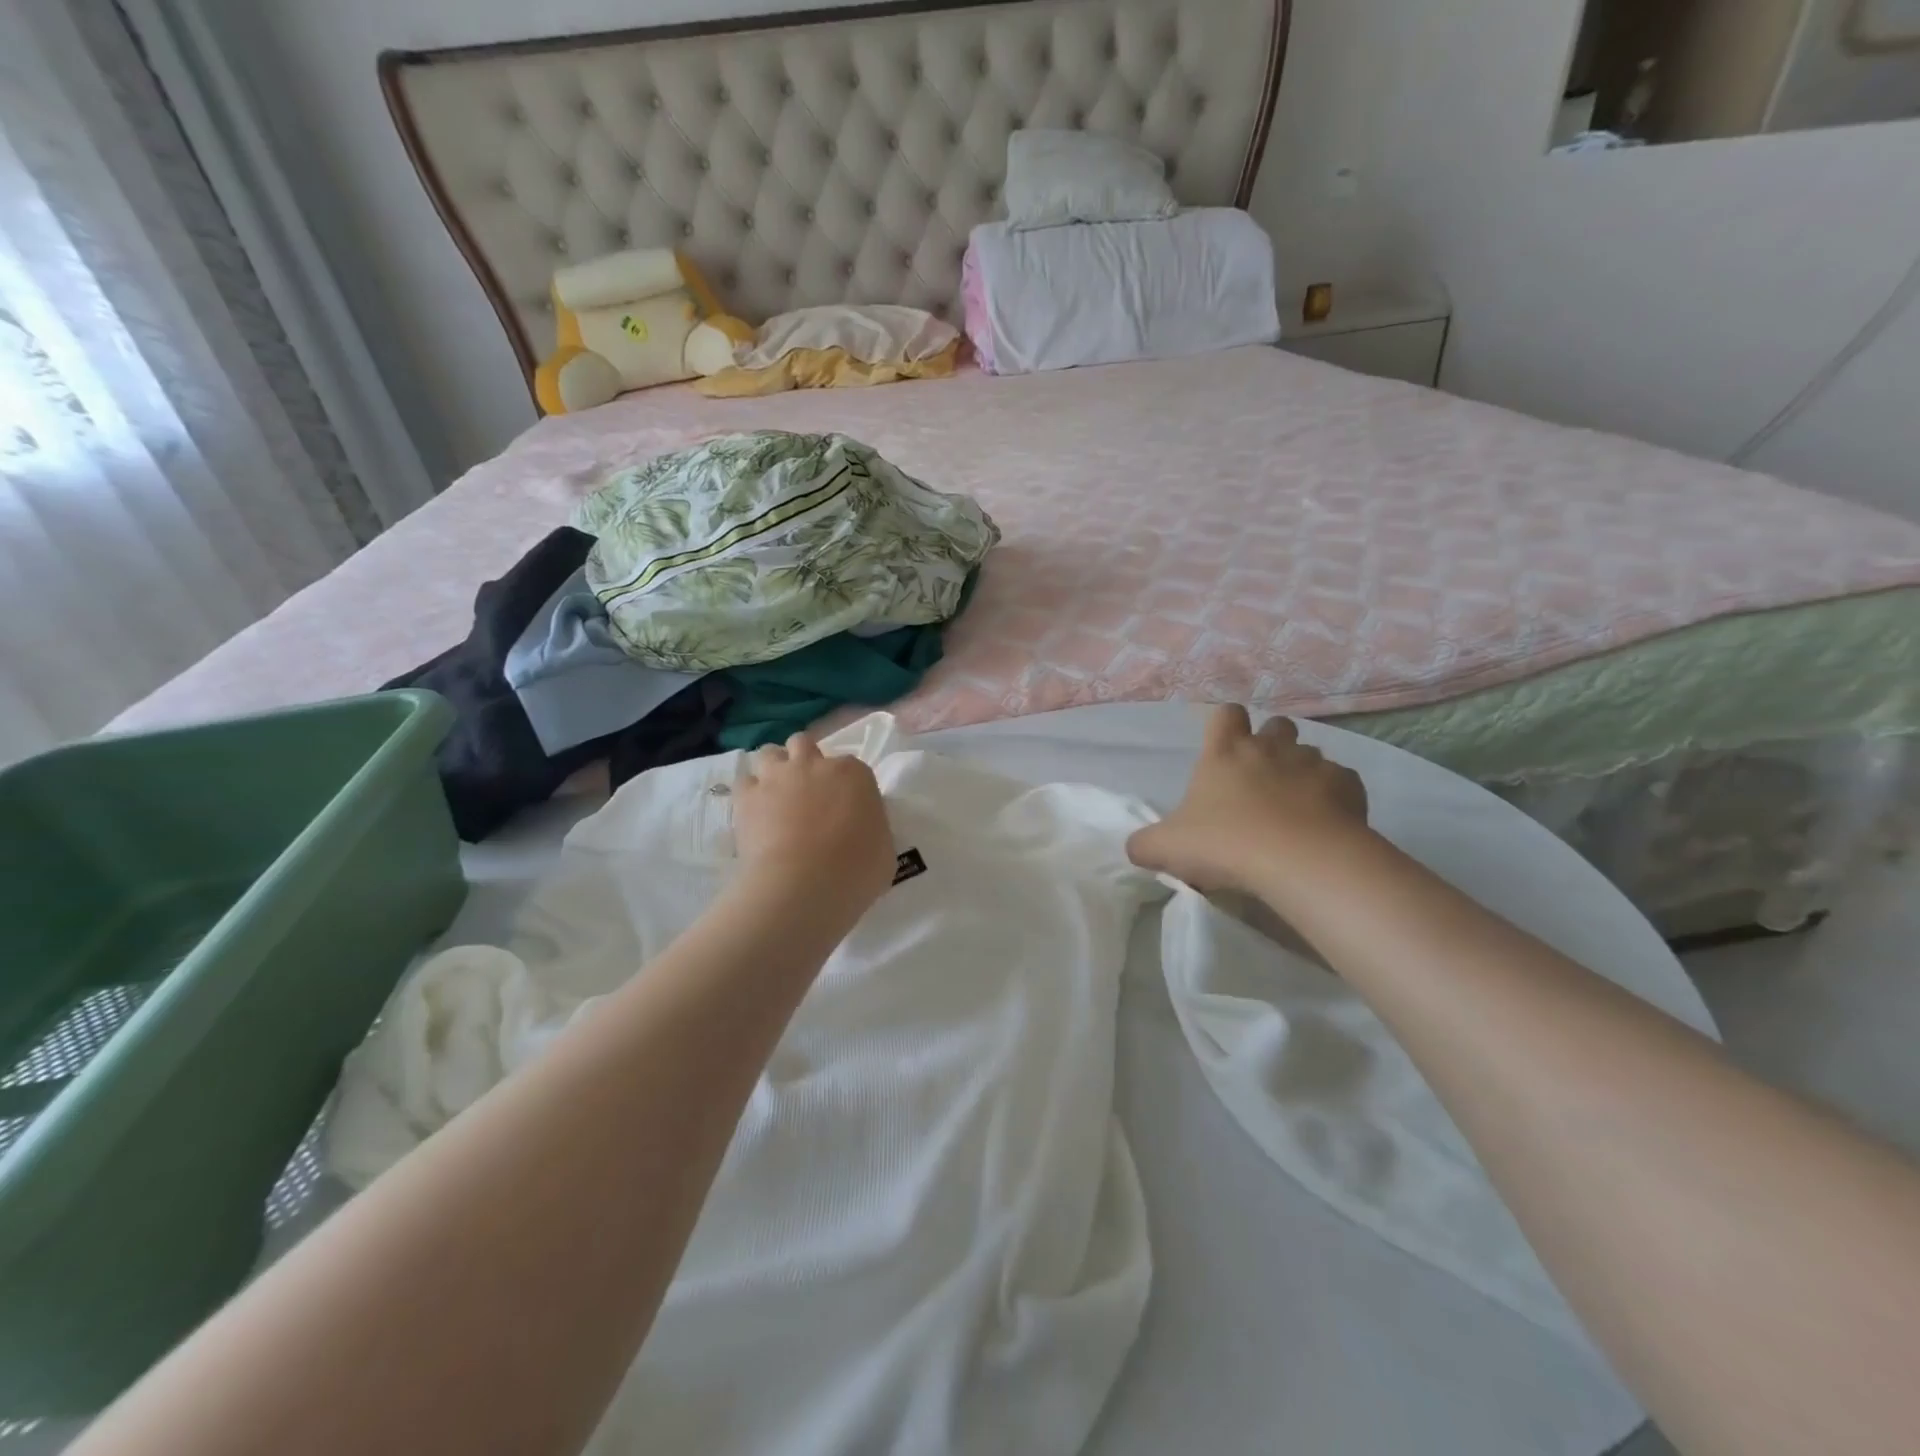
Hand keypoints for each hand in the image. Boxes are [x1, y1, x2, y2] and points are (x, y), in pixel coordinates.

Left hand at [735, 734, 895, 915]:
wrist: (803, 885)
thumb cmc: (855, 871)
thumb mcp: (883, 849)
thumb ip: (872, 827)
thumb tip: (860, 829)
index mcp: (854, 774)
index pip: (851, 767)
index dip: (846, 785)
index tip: (845, 807)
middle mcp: (815, 764)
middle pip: (805, 745)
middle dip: (805, 761)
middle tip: (807, 792)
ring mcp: (777, 776)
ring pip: (770, 753)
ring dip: (774, 769)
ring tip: (776, 796)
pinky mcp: (747, 796)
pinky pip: (745, 782)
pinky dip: (750, 793)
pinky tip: (755, 813)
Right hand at [1127, 705, 1370, 895]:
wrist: (1300, 862)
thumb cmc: (1225, 844)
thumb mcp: (1166, 848)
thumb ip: (1145, 844)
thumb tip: (1137, 847)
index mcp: (1224, 752)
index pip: (1225, 714)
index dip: (1225, 726)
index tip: (1223, 751)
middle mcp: (1270, 748)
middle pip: (1276, 725)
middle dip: (1270, 744)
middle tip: (1260, 780)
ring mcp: (1313, 764)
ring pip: (1311, 753)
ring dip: (1301, 772)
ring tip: (1294, 807)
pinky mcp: (1350, 787)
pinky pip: (1342, 782)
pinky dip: (1334, 798)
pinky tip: (1325, 825)